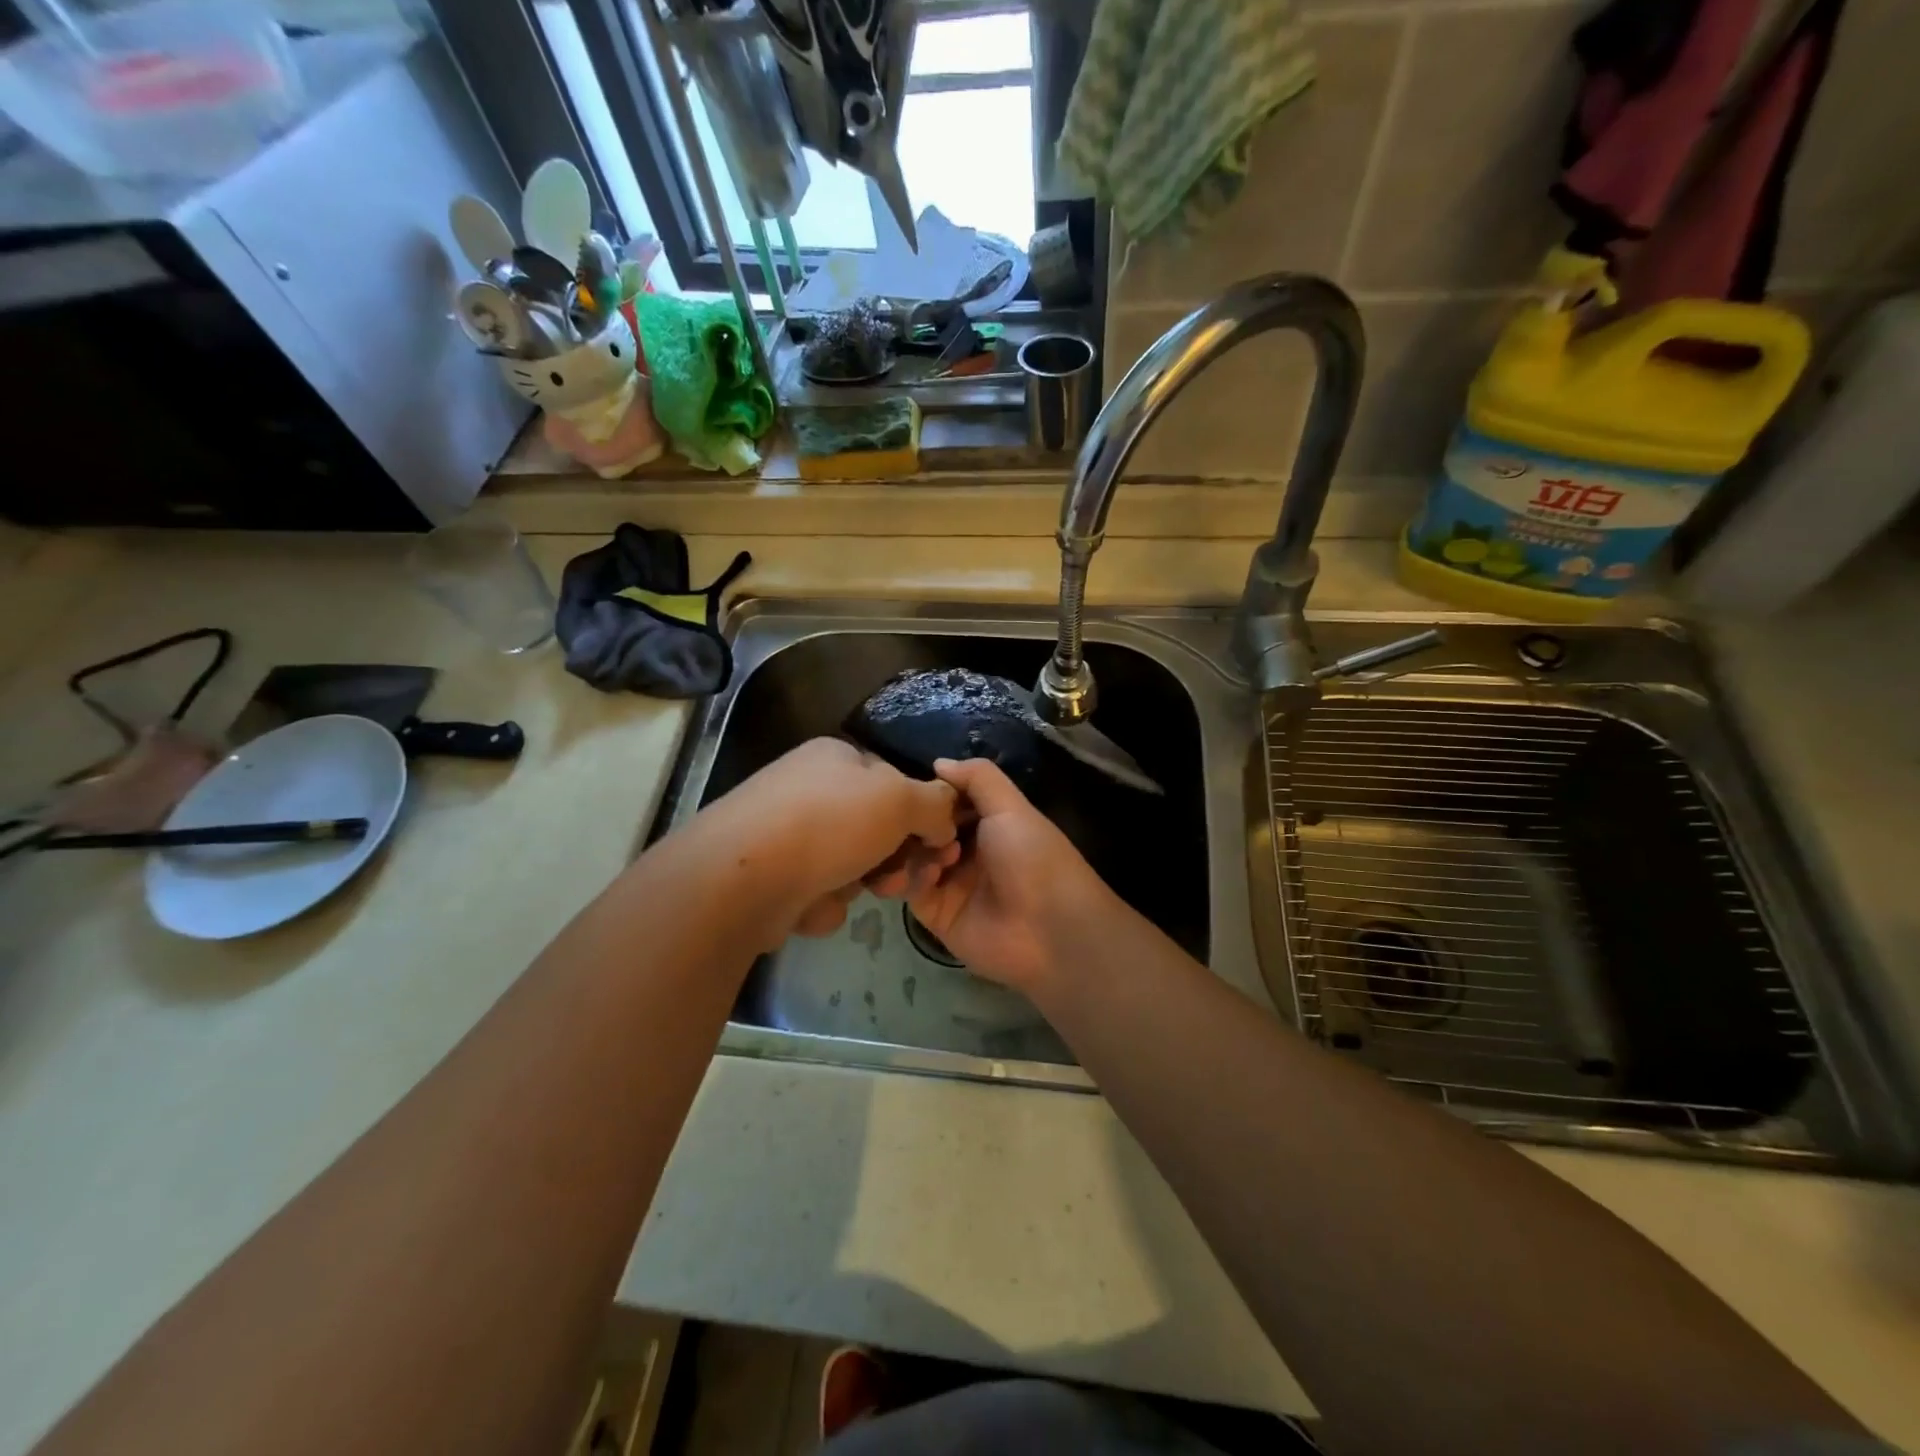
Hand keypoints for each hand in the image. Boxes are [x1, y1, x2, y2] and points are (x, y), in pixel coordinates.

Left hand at [699, 738, 960, 940]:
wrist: (742, 879)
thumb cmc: (829, 824)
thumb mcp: (900, 800)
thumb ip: (935, 804)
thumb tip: (946, 819)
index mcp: (835, 757)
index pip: (893, 781)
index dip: (920, 814)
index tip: (937, 846)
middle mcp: (808, 789)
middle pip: (873, 828)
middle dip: (891, 858)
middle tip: (899, 880)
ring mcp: (785, 833)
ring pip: (849, 864)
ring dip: (857, 883)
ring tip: (846, 890)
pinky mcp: (769, 876)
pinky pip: (817, 891)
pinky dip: (821, 902)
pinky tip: (808, 904)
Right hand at [907, 757, 1117, 994]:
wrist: (1051, 930)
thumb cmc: (1033, 858)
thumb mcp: (1011, 807)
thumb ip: (978, 778)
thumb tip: (938, 763)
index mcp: (988, 823)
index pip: (947, 802)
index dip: (929, 793)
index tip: (908, 786)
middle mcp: (967, 851)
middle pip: (924, 829)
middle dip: (913, 822)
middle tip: (904, 818)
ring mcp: (951, 884)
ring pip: (912, 858)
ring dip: (909, 849)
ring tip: (915, 846)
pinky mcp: (937, 915)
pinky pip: (911, 890)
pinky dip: (911, 877)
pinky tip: (925, 873)